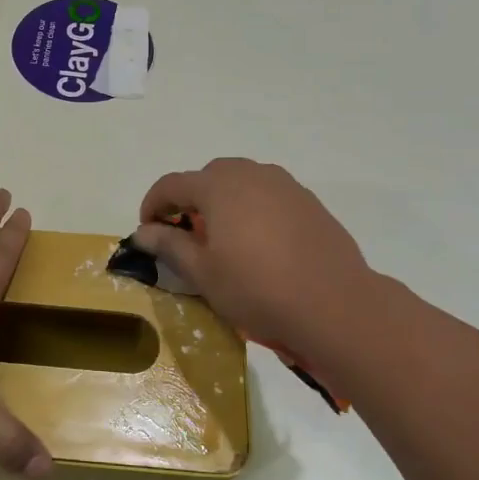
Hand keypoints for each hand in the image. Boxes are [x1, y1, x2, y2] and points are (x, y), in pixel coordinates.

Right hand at [134, 158, 374, 357]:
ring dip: (223, 202)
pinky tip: (260, 244)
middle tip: (186, 234)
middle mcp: (251, 174)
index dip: (153, 205)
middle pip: (208, 176)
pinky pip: (269, 195)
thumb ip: (169, 245)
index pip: (172, 184)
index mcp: (218, 186)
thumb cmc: (257, 288)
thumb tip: (143, 232)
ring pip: (242, 182)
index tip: (147, 231)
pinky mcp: (309, 202)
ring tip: (224, 238)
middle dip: (190, 200)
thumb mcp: (203, 273)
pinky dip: (253, 209)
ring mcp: (285, 185)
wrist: (335, 305)